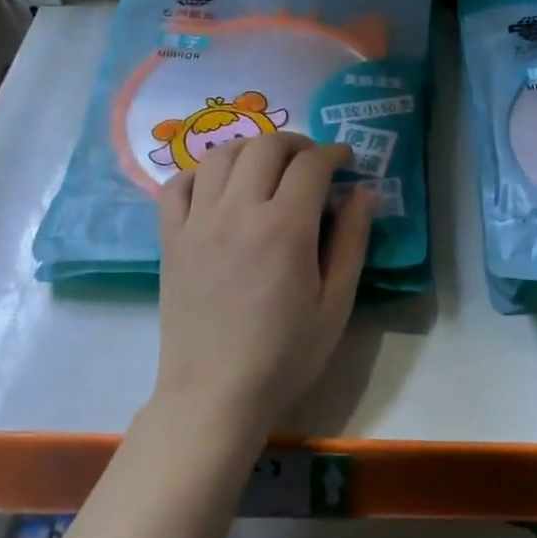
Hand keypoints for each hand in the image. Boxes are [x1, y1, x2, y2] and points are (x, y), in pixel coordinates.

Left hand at [154, 133, 373, 433]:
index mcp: (284, 229)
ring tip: (269, 168)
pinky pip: (178, 185)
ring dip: (252, 149)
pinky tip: (220, 188)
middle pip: (266, 146)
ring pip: (220, 155)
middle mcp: (237, 212)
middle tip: (314, 162)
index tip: (347, 161)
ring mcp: (197, 223)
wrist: (215, 394)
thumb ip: (353, 241)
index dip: (334, 153)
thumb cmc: (286, 355)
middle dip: (297, 143)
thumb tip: (365, 193)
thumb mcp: (336, 303)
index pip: (311, 164)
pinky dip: (202, 172)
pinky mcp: (171, 239)